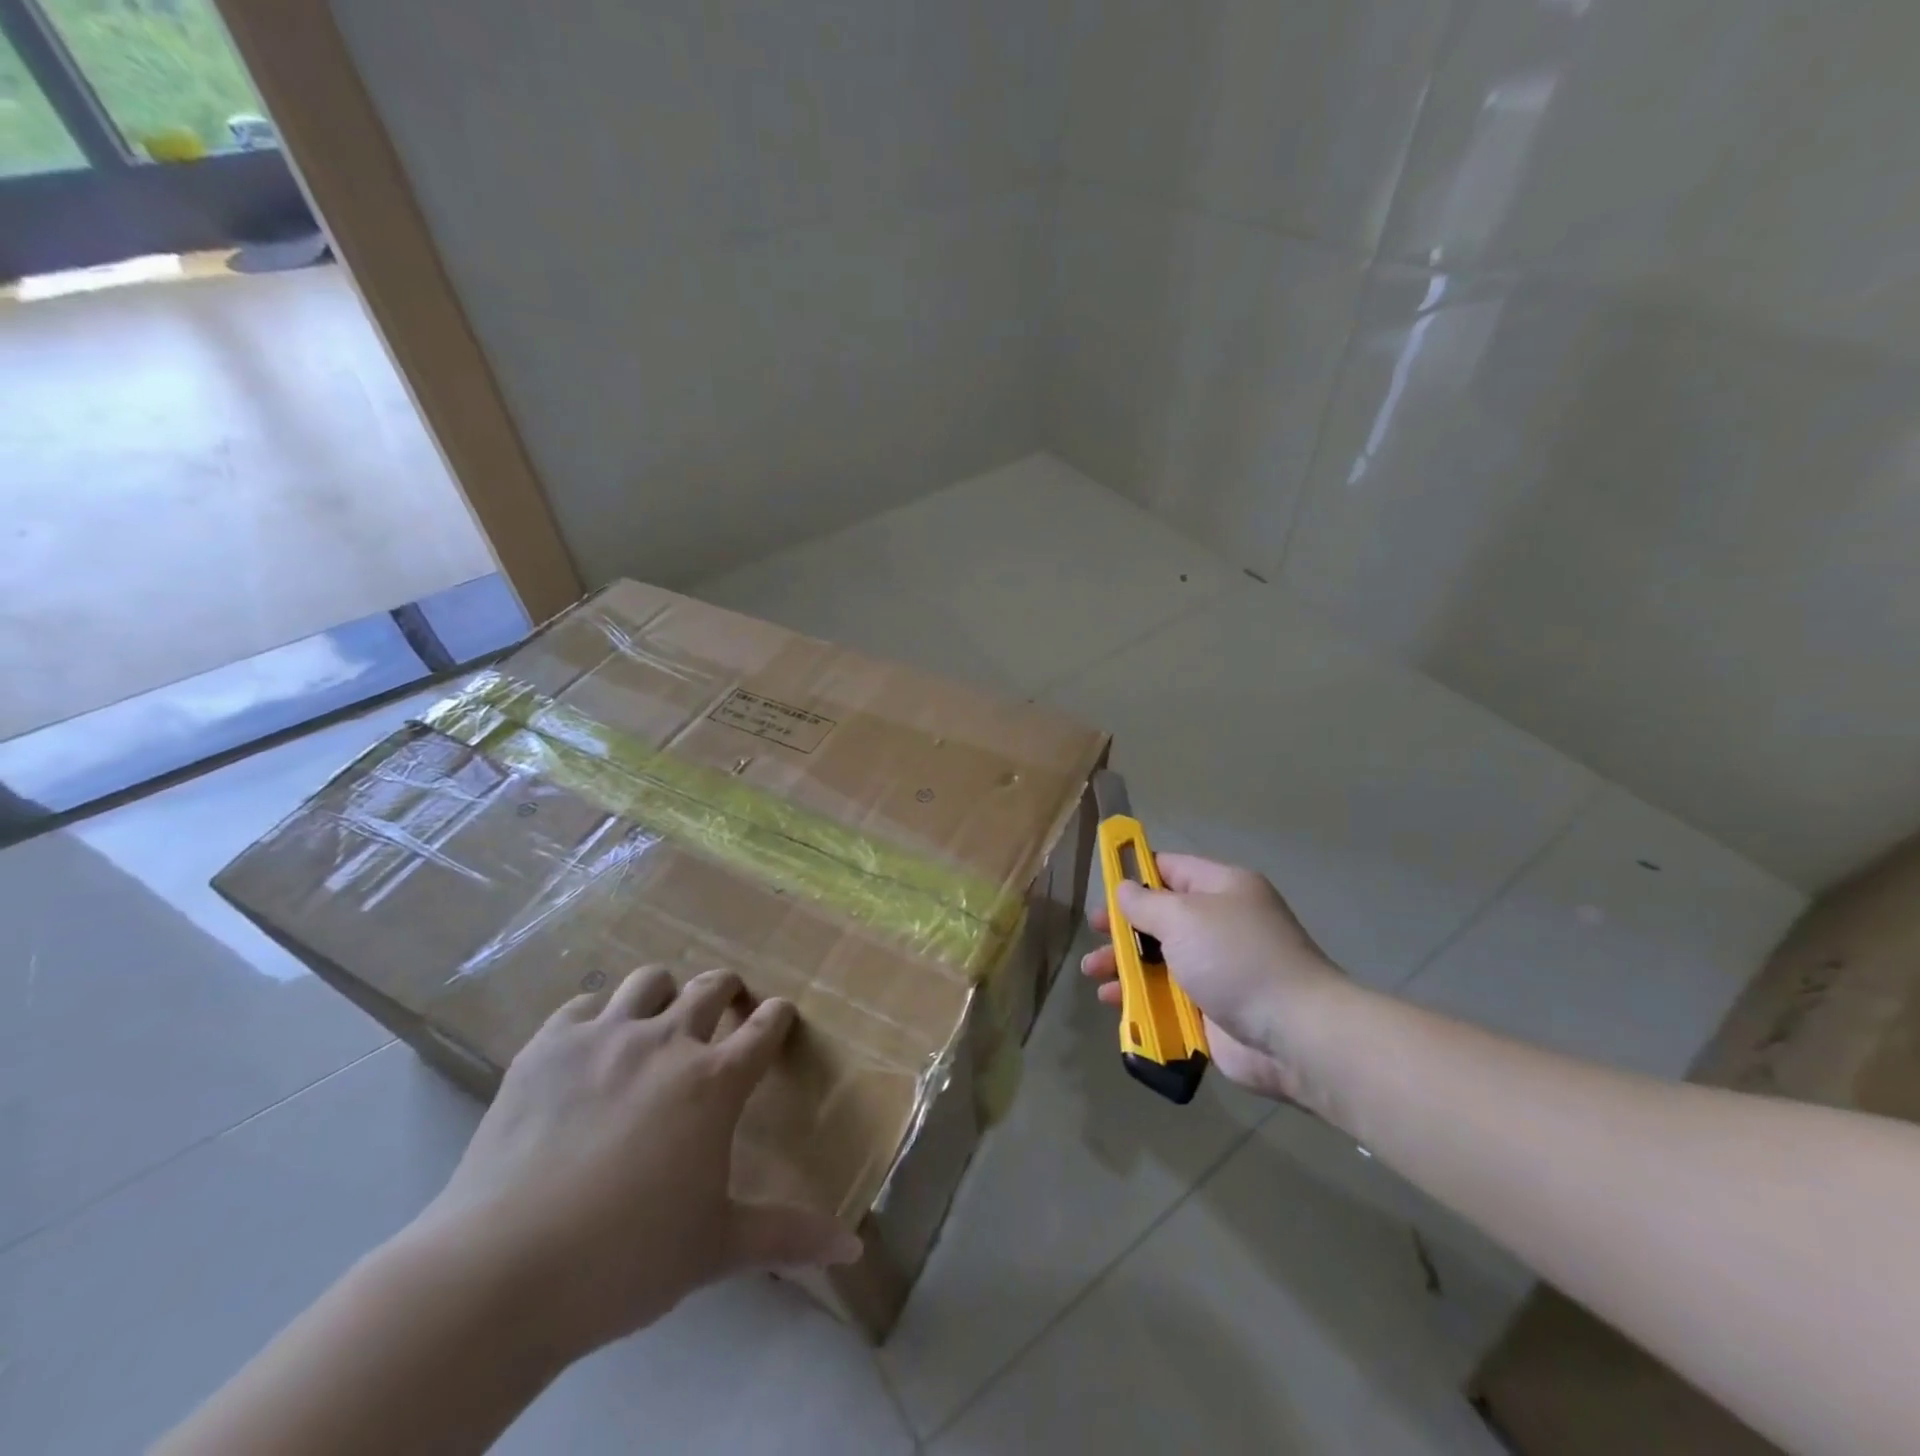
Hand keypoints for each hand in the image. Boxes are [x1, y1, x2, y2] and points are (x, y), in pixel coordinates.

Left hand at [407, 967, 862, 1361]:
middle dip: (728, 990)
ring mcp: (604, 1037)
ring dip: (665, 993)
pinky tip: (592, 1045)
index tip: (779, 1016)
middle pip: (711, 987)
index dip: (778, 1016)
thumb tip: (853, 1247)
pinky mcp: (548, 1046)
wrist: (502, 1271)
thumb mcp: (716, 1247)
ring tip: (659, 1019)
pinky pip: (583, 1004)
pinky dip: (598, 1015)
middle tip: (726, 1009)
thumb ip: (788, 1237)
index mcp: (715, 1081)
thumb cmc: (626, 1258)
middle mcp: (667, 1042)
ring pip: (650, 981)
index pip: (765, 1027)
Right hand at [1081, 853, 1346, 1103]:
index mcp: (1222, 889)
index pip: (1171, 868)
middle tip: (1093, 934)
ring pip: (1159, 959)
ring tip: (1093, 973)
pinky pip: (1167, 997)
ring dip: (1124, 965)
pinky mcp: (1212, 1010)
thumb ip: (1146, 903)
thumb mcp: (1183, 917)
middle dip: (1122, 926)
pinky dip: (1141, 999)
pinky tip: (1114, 1003)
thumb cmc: (1235, 959)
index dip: (1136, 874)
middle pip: (1160, 917)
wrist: (1294, 1032)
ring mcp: (1217, 969)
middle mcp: (1220, 924)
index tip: (1103, 886)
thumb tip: (1125, 889)